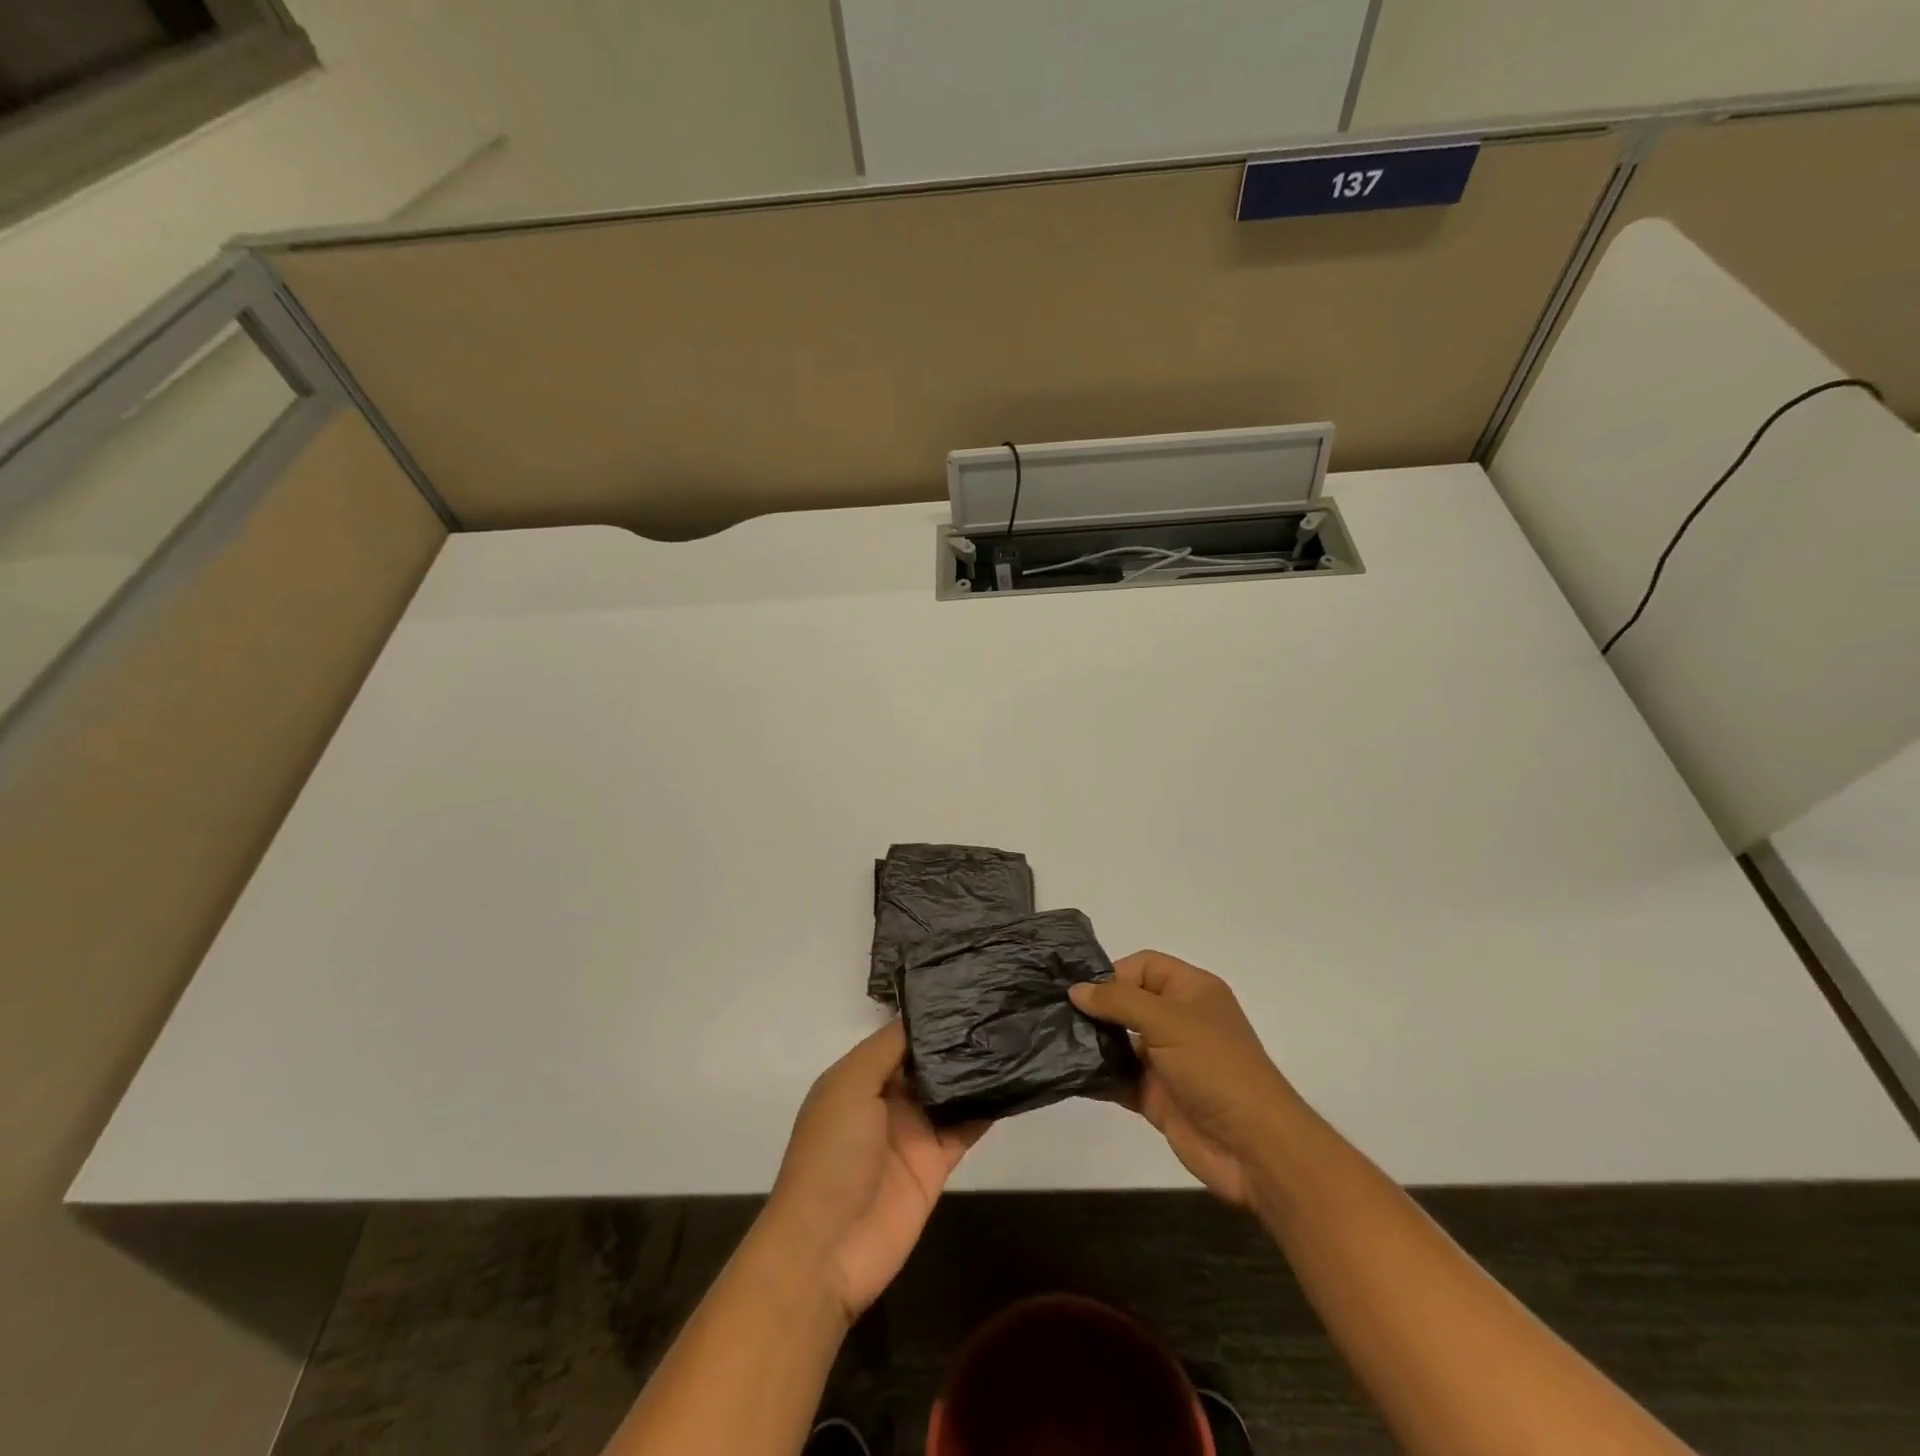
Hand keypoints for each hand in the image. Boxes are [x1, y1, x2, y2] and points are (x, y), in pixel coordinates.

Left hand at [762, 1022, 987, 1321]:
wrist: (827, 1248)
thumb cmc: (831, 1155)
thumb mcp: (849, 1087)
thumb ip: (886, 1049)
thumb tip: (920, 1015)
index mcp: (859, 1078)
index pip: (900, 1037)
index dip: (929, 1016)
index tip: (968, 988)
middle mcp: (886, 1099)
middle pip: (928, 1062)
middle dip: (957, 1039)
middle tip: (1001, 1005)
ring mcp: (913, 1132)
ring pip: (951, 1091)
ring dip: (976, 1069)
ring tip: (1013, 1032)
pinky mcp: (937, 1163)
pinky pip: (966, 1126)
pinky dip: (988, 1107)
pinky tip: (1015, 1080)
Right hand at [1070, 950, 1298, 1207]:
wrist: (1253, 1148)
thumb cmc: (1216, 1067)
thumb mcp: (1168, 1021)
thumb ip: (1119, 1001)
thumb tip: (1076, 990)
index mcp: (1191, 991)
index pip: (1145, 966)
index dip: (1114, 973)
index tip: (1081, 990)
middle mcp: (1178, 1020)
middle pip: (1128, 1002)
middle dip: (1095, 1007)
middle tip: (1054, 1011)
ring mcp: (1166, 1060)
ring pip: (1120, 1041)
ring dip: (1093, 1041)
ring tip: (1055, 1040)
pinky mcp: (1156, 1095)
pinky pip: (1119, 1078)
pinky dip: (1097, 1076)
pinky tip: (1068, 1073)